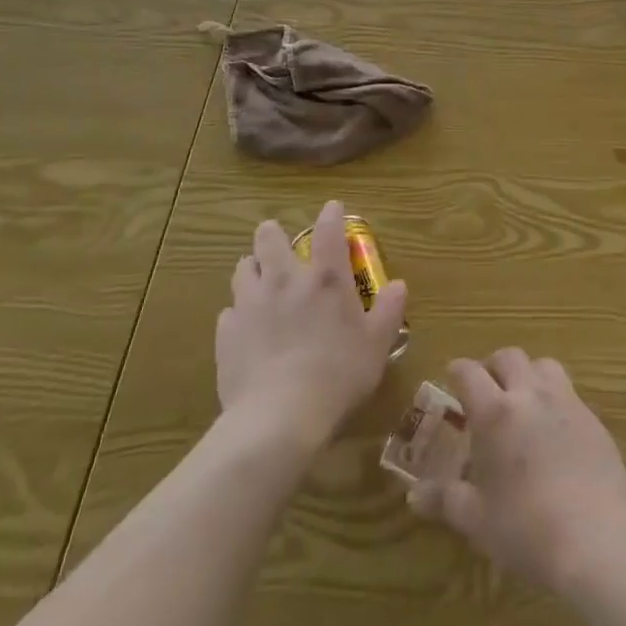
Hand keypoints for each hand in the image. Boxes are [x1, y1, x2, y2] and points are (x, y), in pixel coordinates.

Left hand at [215, 200, 407, 449]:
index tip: (332, 208)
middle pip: (269, 238)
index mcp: (325, 278)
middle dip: (273, 234)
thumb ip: (388, 310)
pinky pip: (229, 312)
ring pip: (242, 268)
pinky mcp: (226, 333)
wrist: (279, 417)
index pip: (328, 229)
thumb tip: (399, 285)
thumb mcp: (377, 344)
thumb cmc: (339, 375)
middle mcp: (284, 280)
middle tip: (282, 246)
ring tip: (260, 282)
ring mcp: (250, 304)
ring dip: (252, 269)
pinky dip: (239, 313)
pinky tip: (247, 329)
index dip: (331, 214)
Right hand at [409, 349, 625, 592]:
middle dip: (493, 366)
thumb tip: (413, 495)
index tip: (451, 379)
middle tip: (487, 389)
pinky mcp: (594, 419)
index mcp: (495, 412)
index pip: (469, 372)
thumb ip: (445, 499)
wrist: (595, 540)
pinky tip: (554, 429)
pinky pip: (570, 392)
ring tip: (523, 400)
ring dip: (528, 374)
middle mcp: (530, 395)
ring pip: (544, 365)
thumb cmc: (525, 529)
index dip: (457, 371)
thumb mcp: (476, 519)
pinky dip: (555, 398)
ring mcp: (567, 402)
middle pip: (509, 356)